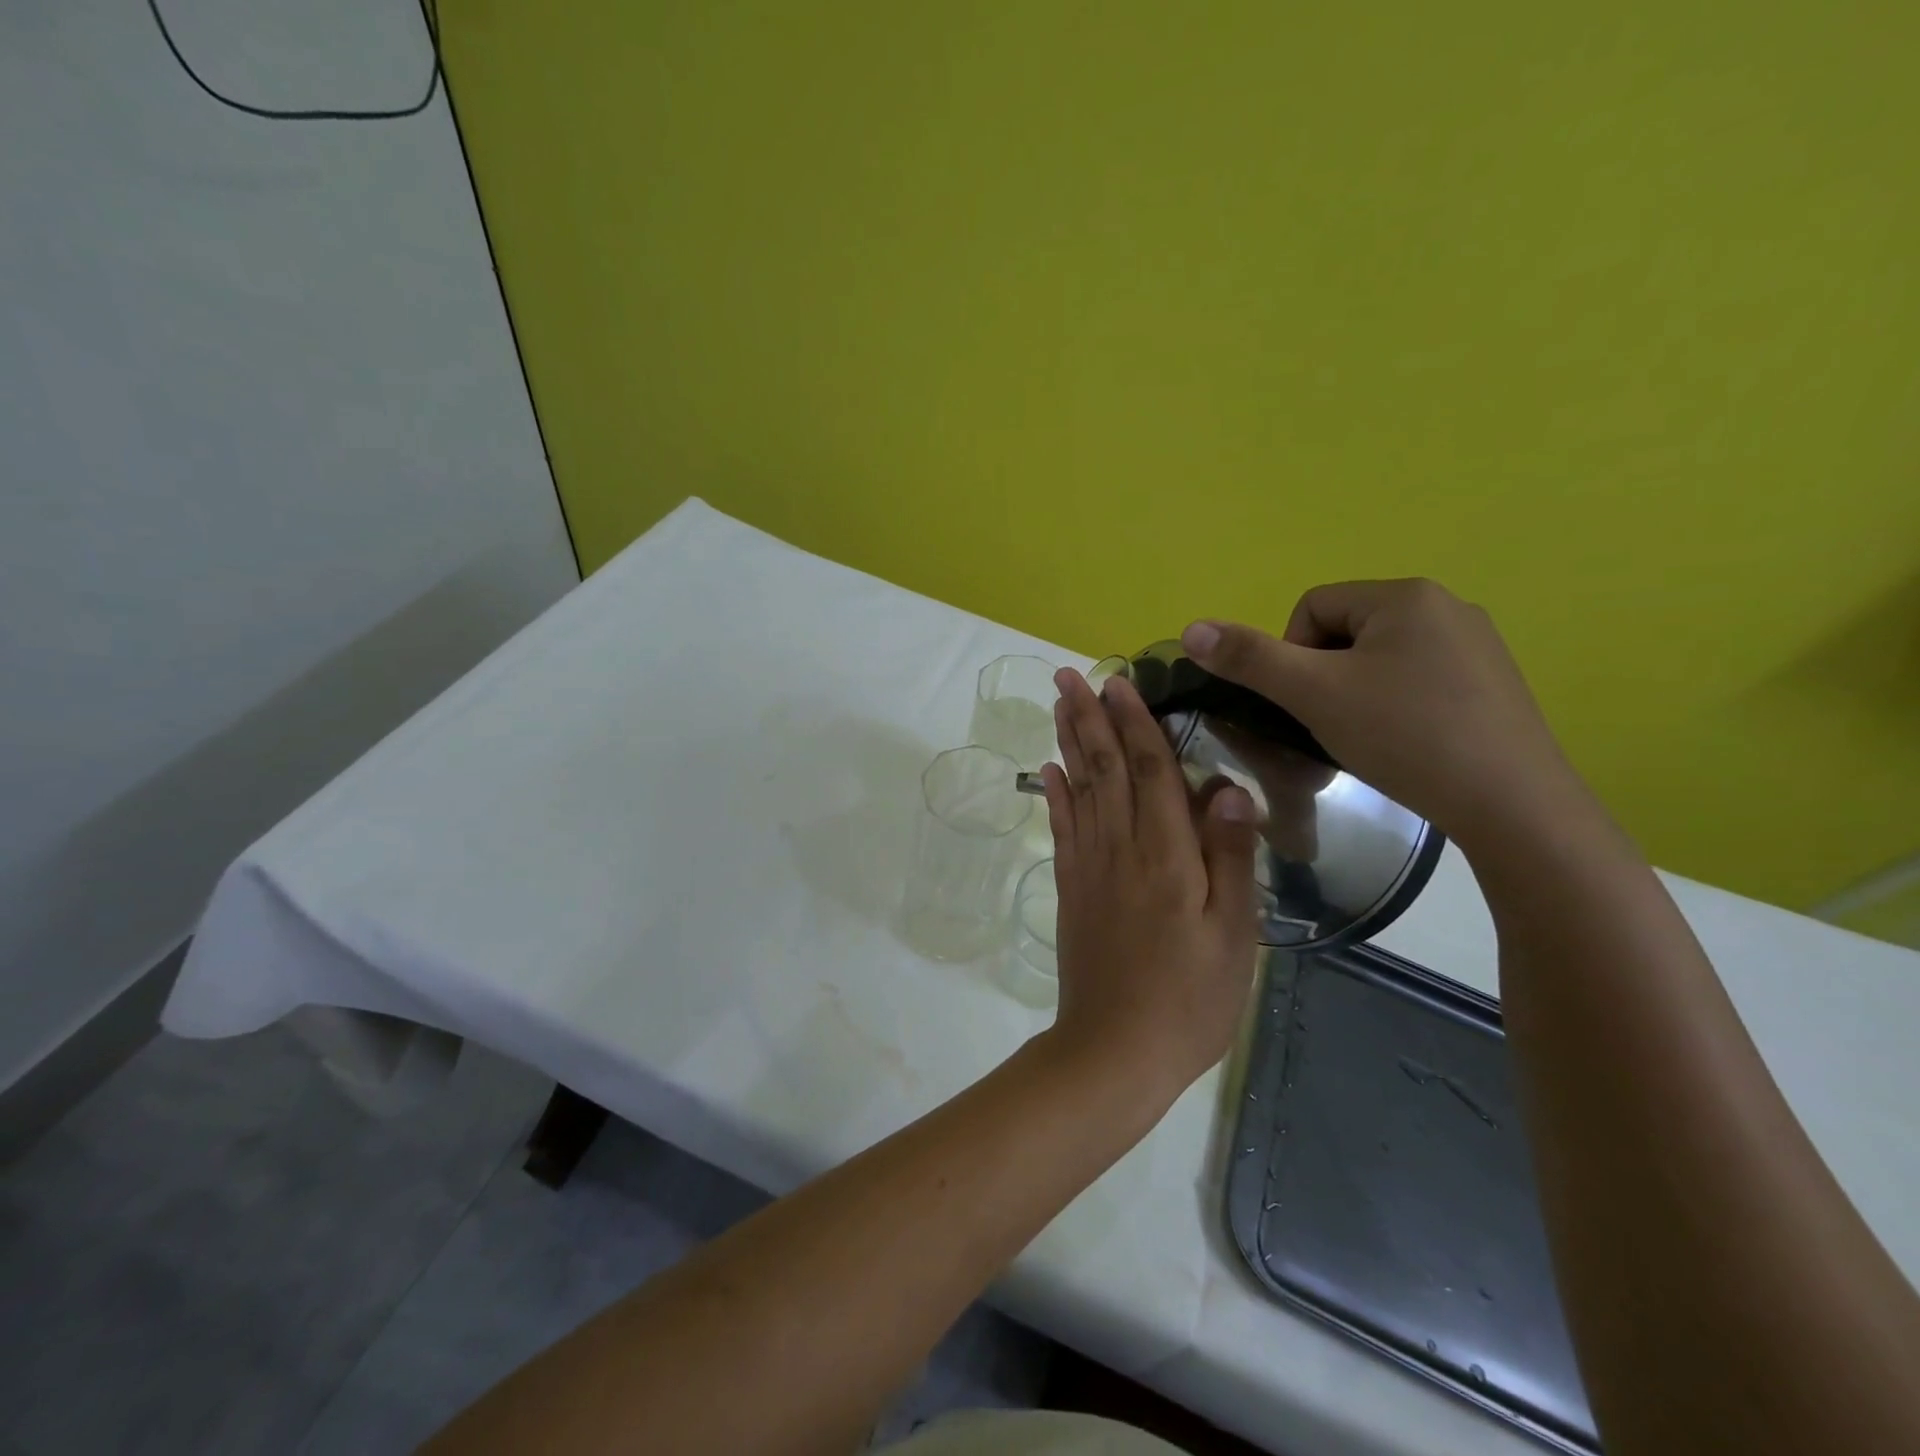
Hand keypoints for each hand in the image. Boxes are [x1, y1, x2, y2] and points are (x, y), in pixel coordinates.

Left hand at [1039, 669, 1260, 1092]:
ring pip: (1078, 789)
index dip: (1136, 722)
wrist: (1113, 1051)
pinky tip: (1048, 770)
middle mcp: (1120, 848)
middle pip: (1104, 768)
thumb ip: (1229, 857)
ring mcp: (1088, 867)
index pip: (1150, 770)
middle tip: (1069, 674)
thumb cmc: (1188, 999)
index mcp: (1166, 855)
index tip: (1120, 681)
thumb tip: (1226, 787)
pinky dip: (1054, 794)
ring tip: (1058, 705)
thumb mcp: (1232, 935)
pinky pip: (1061, 829)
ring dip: (1068, 742)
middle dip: (1088, 717)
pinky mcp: (1070, 889)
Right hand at [1178, 579, 1586, 846]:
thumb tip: (1191, 628)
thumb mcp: (1313, 694)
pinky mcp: (1493, 683)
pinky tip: (1406, 744)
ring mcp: (1477, 645)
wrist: (1512, 805)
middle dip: (1325, 676)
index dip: (1291, 656)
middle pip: (1345, 631)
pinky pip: (1418, 679)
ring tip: (1368, 738)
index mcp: (1404, 595)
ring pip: (1380, 658)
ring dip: (1356, 693)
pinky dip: (1396, 707)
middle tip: (1333, 723)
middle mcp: (1447, 605)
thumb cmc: (1404, 736)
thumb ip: (1249, 659)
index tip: (1307, 704)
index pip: (1311, 607)